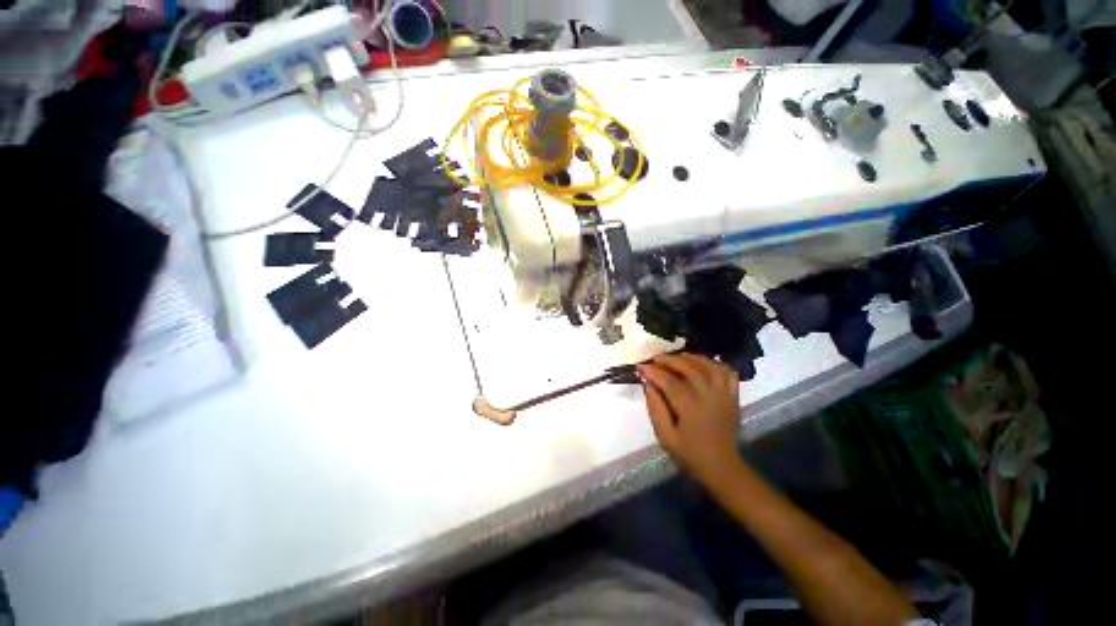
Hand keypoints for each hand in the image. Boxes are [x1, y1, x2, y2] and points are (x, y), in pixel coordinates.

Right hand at [637, 354, 742, 487]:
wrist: (722, 467)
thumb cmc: (690, 454)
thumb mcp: (665, 437)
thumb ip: (655, 409)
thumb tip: (648, 384)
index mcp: (691, 410)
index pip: (670, 382)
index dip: (654, 372)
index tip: (641, 367)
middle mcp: (709, 398)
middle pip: (690, 369)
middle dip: (669, 360)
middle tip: (655, 359)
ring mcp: (724, 396)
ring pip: (710, 366)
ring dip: (692, 358)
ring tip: (678, 357)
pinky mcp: (733, 397)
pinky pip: (728, 373)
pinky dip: (716, 364)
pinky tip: (703, 364)